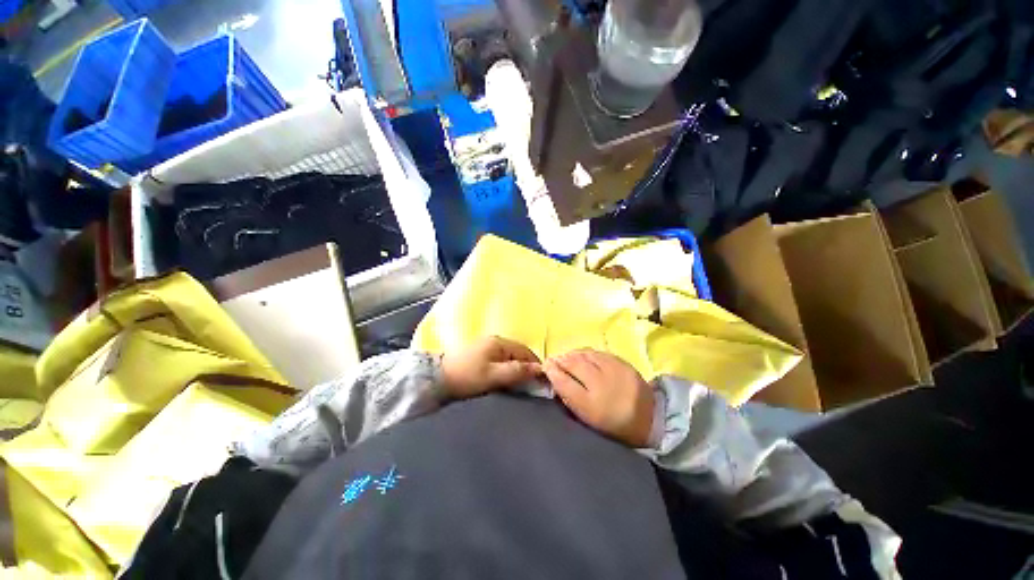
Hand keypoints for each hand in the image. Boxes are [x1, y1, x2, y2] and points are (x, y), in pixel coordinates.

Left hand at [441, 336, 542, 398]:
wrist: (437, 379)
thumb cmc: (467, 376)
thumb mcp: (494, 375)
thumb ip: (517, 371)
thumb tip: (540, 368)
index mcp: (499, 342)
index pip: (525, 351)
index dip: (535, 365)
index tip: (541, 380)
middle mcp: (495, 341)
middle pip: (517, 353)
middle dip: (526, 367)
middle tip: (531, 384)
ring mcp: (486, 347)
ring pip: (509, 357)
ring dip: (516, 369)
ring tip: (520, 384)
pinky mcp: (480, 355)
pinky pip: (500, 360)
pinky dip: (506, 369)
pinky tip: (505, 379)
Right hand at [544, 350, 653, 447]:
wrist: (648, 419)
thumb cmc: (613, 423)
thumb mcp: (587, 417)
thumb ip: (569, 397)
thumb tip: (554, 377)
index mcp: (591, 406)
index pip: (564, 383)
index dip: (551, 371)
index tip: (545, 366)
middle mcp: (601, 385)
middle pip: (573, 364)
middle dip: (560, 360)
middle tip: (553, 360)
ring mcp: (613, 371)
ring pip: (584, 355)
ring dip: (571, 354)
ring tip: (566, 357)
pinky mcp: (622, 363)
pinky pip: (597, 352)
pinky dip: (585, 353)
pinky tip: (582, 356)